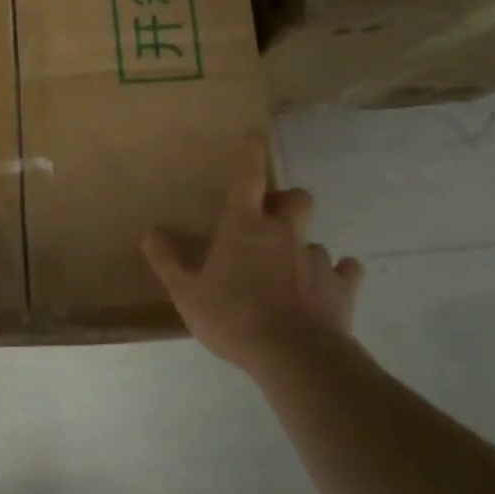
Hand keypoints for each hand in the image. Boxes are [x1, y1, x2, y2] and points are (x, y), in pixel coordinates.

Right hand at [143, 132, 362, 372]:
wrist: (295, 358)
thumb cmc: (234, 318)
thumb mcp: (187, 293)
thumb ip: (167, 261)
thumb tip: (150, 232)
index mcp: (245, 227)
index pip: (248, 177)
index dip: (251, 154)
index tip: (254, 135)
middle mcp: (284, 234)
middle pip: (297, 199)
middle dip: (287, 202)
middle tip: (273, 220)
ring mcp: (316, 259)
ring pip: (314, 240)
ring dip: (302, 249)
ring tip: (291, 273)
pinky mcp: (341, 288)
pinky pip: (344, 272)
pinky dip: (336, 276)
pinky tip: (326, 289)